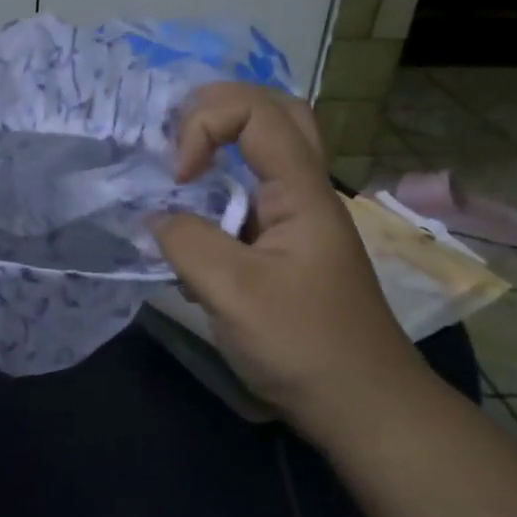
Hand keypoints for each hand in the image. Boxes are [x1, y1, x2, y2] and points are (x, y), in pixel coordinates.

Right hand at [151, 83, 426, 435]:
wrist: (361, 406)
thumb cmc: (304, 345)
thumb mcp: (233, 292)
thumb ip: (186, 241)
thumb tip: (154, 217)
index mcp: (301, 191)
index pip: (256, 111)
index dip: (204, 124)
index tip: (178, 175)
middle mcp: (303, 192)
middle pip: (274, 112)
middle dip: (217, 110)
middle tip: (176, 141)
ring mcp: (296, 219)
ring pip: (263, 152)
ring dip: (218, 147)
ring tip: (175, 172)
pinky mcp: (284, 247)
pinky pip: (249, 198)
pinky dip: (215, 196)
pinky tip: (189, 231)